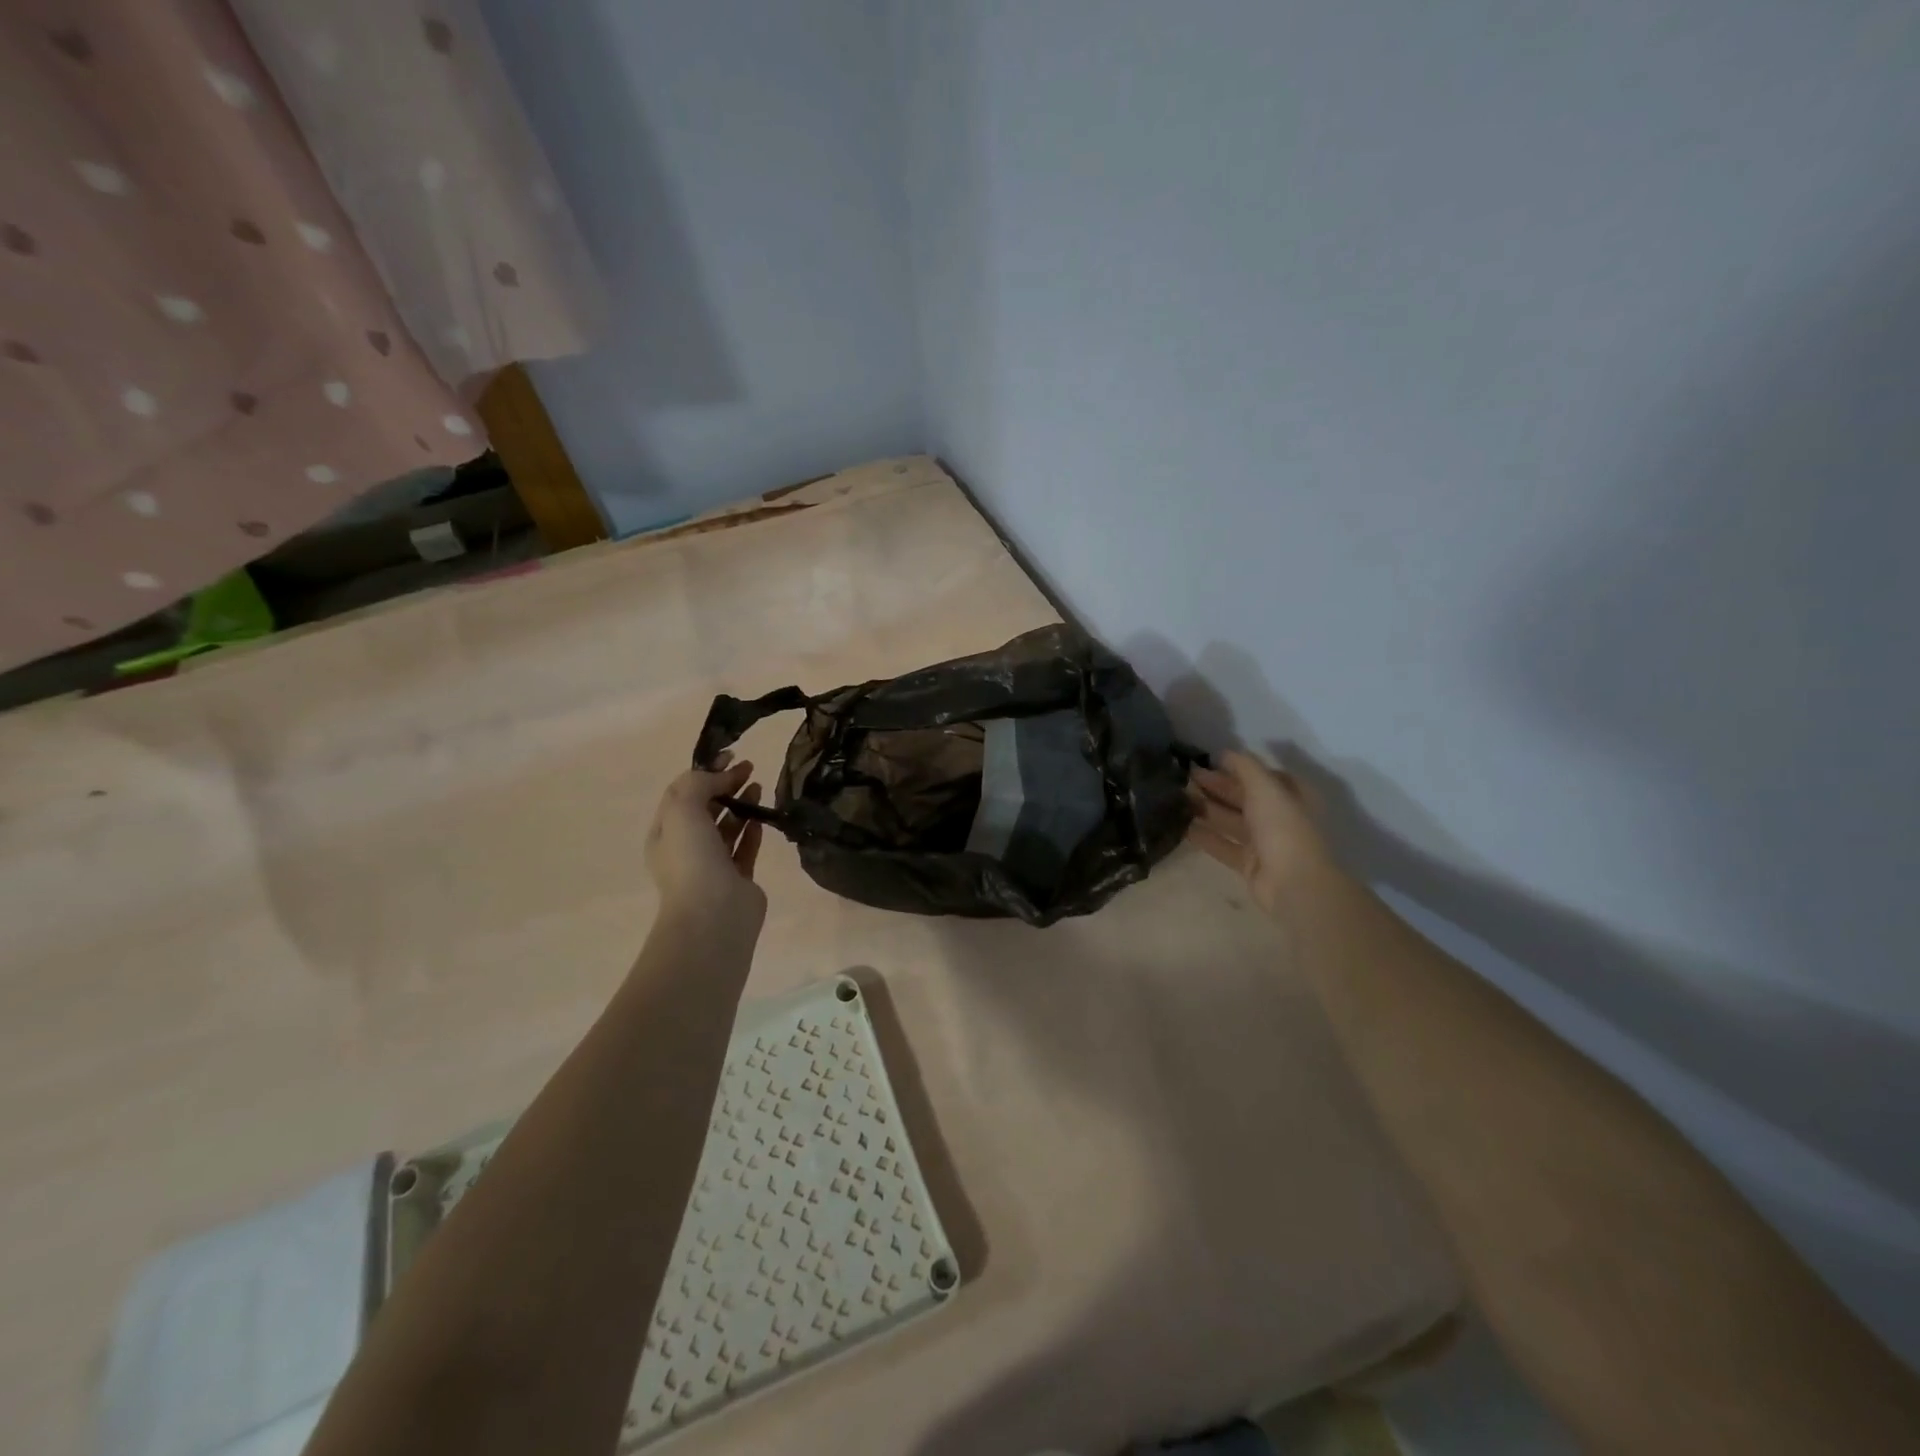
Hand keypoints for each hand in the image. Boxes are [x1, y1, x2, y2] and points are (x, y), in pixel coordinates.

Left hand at [646, 756, 767, 926]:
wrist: (714, 915)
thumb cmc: (692, 860)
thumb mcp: (683, 810)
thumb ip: (697, 783)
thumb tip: (721, 776)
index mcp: (665, 833)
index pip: (682, 793)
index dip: (705, 771)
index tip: (731, 756)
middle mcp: (686, 848)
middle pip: (706, 808)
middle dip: (725, 785)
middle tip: (750, 768)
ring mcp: (712, 865)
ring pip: (727, 827)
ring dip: (741, 804)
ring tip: (759, 786)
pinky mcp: (738, 878)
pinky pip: (744, 848)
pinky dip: (751, 831)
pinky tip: (761, 817)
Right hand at [1187, 749, 1342, 916]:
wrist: (1293, 883)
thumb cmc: (1283, 827)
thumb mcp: (1266, 787)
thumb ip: (1245, 766)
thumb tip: (1225, 753)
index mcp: (1290, 796)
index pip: (1261, 775)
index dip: (1236, 767)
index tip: (1208, 761)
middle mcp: (1278, 816)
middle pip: (1243, 797)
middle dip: (1216, 786)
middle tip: (1185, 778)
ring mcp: (1264, 842)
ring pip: (1230, 820)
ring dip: (1206, 809)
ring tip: (1177, 799)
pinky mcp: (1248, 864)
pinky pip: (1222, 845)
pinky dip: (1204, 836)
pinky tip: (1181, 826)